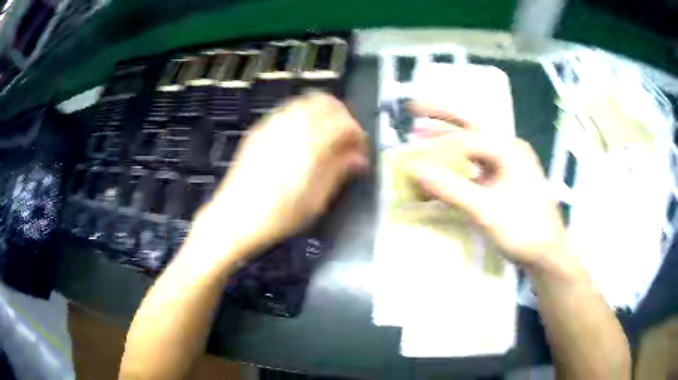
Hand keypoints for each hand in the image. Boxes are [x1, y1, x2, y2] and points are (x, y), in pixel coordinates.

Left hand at [194, 92, 367, 261]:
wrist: (235, 218)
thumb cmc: (278, 215)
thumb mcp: (317, 199)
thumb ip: (339, 171)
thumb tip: (358, 159)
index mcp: (311, 142)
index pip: (345, 124)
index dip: (357, 135)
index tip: (359, 151)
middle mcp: (292, 124)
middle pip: (326, 102)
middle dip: (341, 116)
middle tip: (345, 139)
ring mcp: (272, 124)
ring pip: (305, 101)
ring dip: (321, 114)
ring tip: (324, 138)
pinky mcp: (259, 129)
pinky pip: (286, 110)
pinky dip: (301, 117)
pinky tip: (300, 138)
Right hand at [408, 106, 566, 268]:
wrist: (547, 252)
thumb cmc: (522, 229)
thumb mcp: (486, 211)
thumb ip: (451, 190)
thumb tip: (416, 172)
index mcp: (508, 150)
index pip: (466, 139)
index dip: (436, 145)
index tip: (411, 151)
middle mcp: (508, 149)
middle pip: (470, 128)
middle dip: (441, 117)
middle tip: (414, 107)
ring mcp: (507, 164)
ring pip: (472, 146)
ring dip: (447, 140)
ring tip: (420, 131)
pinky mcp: (504, 180)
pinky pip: (476, 165)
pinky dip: (457, 165)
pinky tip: (442, 168)